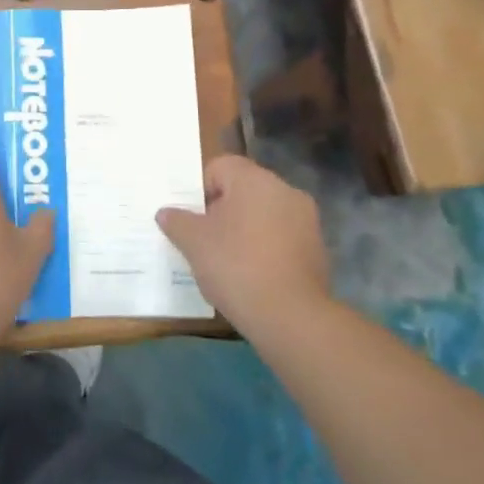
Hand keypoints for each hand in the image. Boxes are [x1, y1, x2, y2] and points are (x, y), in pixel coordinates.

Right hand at [156, 156, 331, 334]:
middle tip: (204, 239)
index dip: (200, 189)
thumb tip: (166, 212)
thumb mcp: (193, 243)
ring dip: (244, 230)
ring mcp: (305, 220)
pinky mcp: (317, 249)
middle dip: (222, 210)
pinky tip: (252, 275)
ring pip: (263, 214)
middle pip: (243, 190)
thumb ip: (177, 221)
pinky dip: (265, 249)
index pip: (220, 167)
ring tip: (227, 261)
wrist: (291, 317)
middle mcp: (284, 190)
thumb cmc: (236, 266)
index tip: (192, 219)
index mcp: (254, 179)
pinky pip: (281, 238)